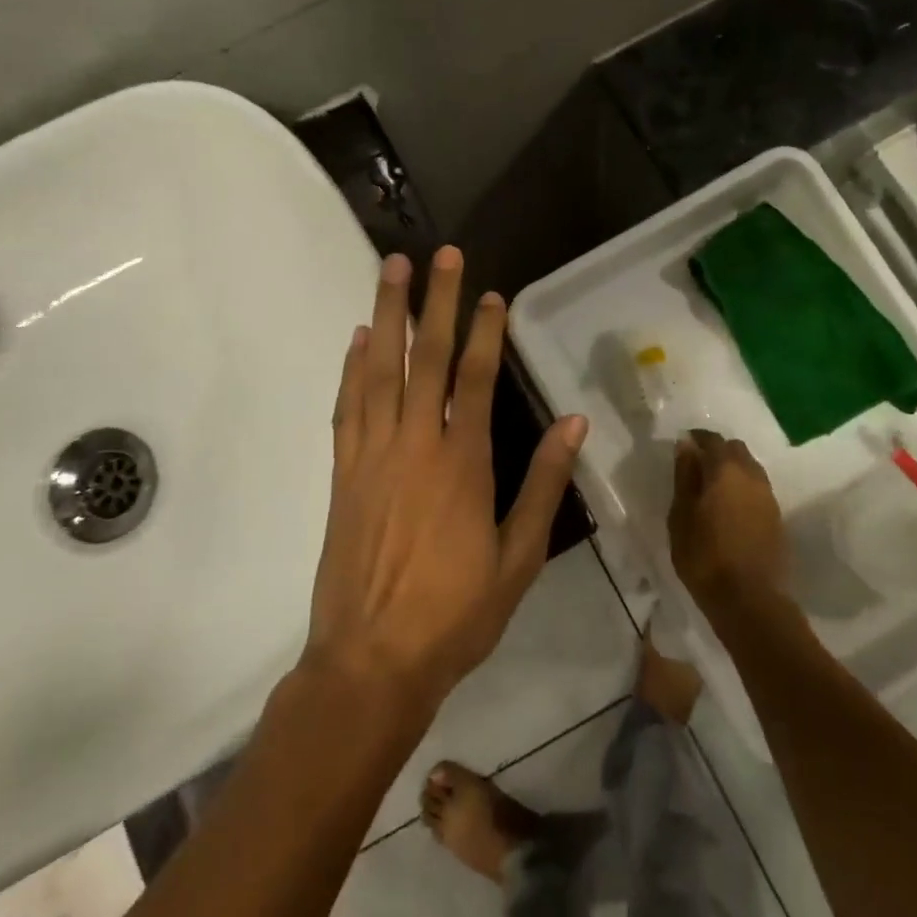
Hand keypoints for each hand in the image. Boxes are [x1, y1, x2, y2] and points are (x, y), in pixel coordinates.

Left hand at [305, 247, 588, 711]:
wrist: (371, 661)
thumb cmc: (455, 614)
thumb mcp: (518, 556)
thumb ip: (545, 484)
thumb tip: (574, 423)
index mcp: (462, 463)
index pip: (475, 378)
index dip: (485, 331)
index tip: (492, 293)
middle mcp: (415, 444)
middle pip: (427, 358)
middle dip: (437, 302)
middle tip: (442, 255)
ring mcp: (372, 454)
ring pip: (380, 370)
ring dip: (387, 315)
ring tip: (392, 270)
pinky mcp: (343, 472)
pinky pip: (347, 406)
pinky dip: (353, 368)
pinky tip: (359, 339)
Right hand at [668, 431, 786, 610]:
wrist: (750, 600)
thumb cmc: (705, 556)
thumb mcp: (681, 515)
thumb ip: (685, 476)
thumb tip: (686, 445)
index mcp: (726, 469)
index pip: (712, 439)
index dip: (697, 438)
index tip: (683, 446)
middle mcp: (752, 475)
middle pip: (736, 449)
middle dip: (717, 451)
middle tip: (697, 467)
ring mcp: (769, 497)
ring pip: (750, 469)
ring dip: (732, 470)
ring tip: (713, 489)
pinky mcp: (777, 518)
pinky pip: (757, 489)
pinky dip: (743, 489)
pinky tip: (729, 508)